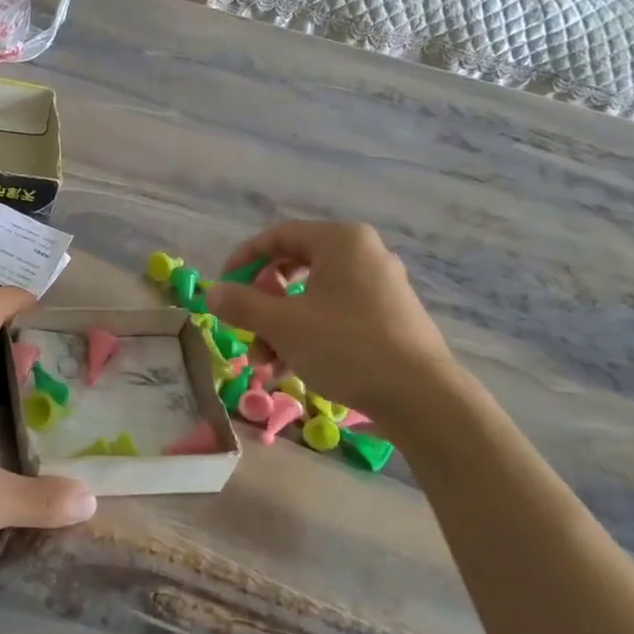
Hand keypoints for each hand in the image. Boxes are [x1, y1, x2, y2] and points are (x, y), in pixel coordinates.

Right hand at [203, 221, 456, 428]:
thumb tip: (211, 293)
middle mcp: (364, 254)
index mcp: (340, 241)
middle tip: (247, 326)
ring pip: (313, 297)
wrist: (421, 397)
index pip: (278, 236)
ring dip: (281, 326)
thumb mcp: (282, 325)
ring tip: (266, 363)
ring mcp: (381, 286)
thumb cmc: (346, 346)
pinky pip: (336, 315)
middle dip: (262, 302)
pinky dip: (309, 335)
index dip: (243, 260)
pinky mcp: (390, 317)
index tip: (223, 289)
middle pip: (294, 267)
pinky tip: (292, 369)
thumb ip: (242, 304)